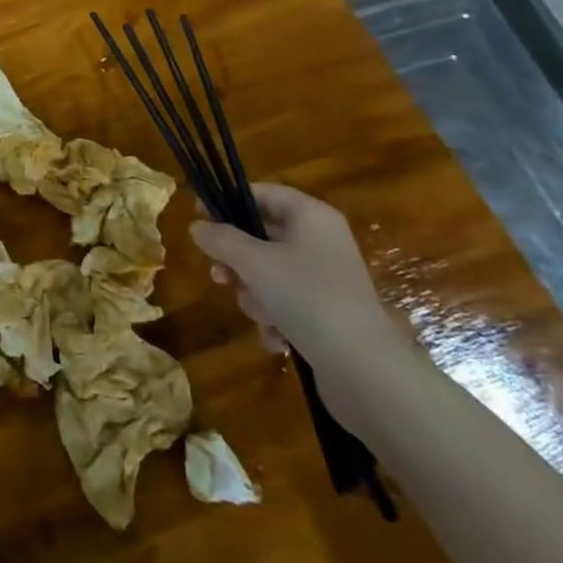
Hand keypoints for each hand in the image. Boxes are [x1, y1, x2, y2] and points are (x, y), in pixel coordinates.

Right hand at [189, 183, 411, 374]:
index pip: (263, 193)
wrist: (365, 368)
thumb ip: (221, 239)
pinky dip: (276, 319)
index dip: (229, 200)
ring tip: (258, 314)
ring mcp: (327, 279)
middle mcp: (321, 242)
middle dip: (238, 261)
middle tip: (219, 276)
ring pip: (271, 274)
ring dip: (255, 295)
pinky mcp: (329, 314)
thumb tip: (197, 226)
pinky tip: (275, 338)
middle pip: (263, 237)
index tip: (199, 215)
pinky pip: (288, 304)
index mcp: (311, 216)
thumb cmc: (306, 296)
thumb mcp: (253, 262)